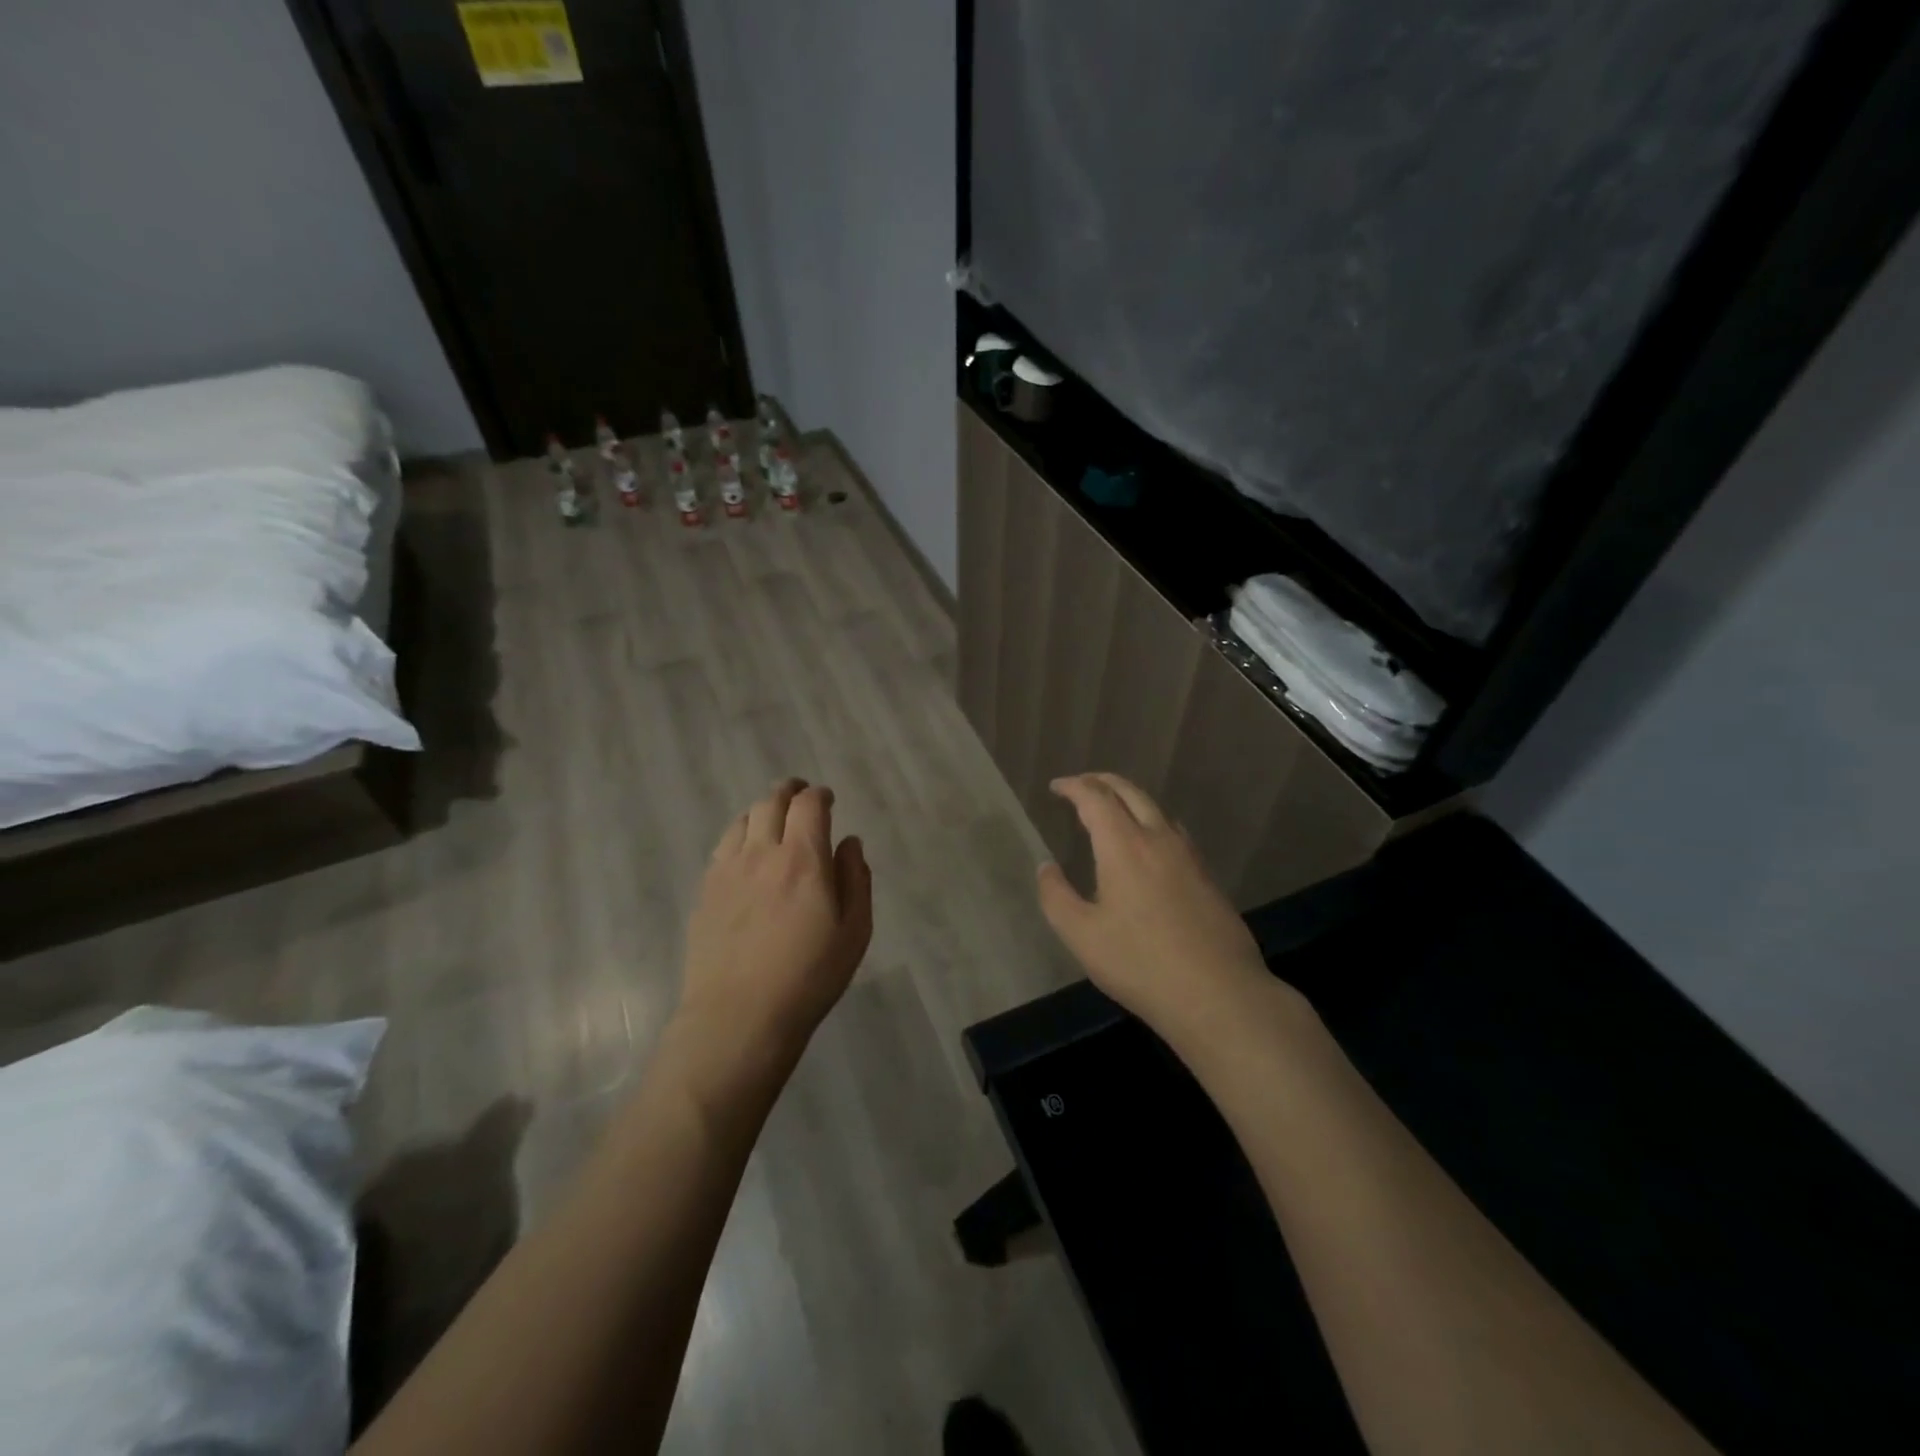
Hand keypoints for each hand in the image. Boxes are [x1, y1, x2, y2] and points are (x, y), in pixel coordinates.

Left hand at [677, 779, 872, 1067]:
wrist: (738, 1017)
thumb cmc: (808, 977)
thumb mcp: (854, 932)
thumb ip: (856, 879)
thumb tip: (850, 843)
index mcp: (803, 859)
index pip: (809, 805)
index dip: (820, 795)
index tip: (828, 799)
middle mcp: (761, 853)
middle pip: (771, 802)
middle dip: (789, 791)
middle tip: (800, 795)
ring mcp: (727, 871)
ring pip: (742, 820)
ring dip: (762, 811)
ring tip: (772, 820)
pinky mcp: (705, 892)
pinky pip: (723, 847)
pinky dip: (739, 836)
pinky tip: (746, 853)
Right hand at [1037, 773, 1271, 1042]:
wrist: (1218, 994)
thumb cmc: (1140, 964)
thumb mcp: (1082, 935)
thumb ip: (1056, 896)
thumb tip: (1046, 867)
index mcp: (1125, 846)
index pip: (1095, 798)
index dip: (1073, 786)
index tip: (1056, 786)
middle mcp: (1159, 839)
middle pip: (1130, 792)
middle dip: (1102, 781)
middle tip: (1081, 785)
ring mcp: (1189, 856)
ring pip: (1156, 809)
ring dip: (1129, 799)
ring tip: (1111, 810)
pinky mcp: (1207, 877)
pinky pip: (1173, 832)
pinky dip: (1151, 822)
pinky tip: (1148, 846)